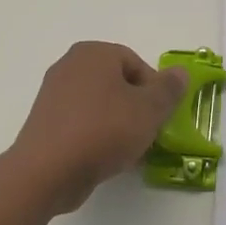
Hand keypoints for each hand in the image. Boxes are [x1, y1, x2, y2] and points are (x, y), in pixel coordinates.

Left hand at [8, 42, 189, 215]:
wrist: (47, 171)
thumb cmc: (103, 130)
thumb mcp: (149, 110)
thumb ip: (169, 89)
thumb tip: (180, 72)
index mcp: (94, 53)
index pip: (136, 64)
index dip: (155, 90)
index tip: (160, 117)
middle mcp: (70, 66)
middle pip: (117, 84)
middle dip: (137, 108)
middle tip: (148, 133)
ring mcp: (53, 94)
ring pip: (100, 105)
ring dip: (118, 124)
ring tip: (129, 151)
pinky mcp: (45, 122)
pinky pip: (81, 123)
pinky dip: (96, 136)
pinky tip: (106, 158)